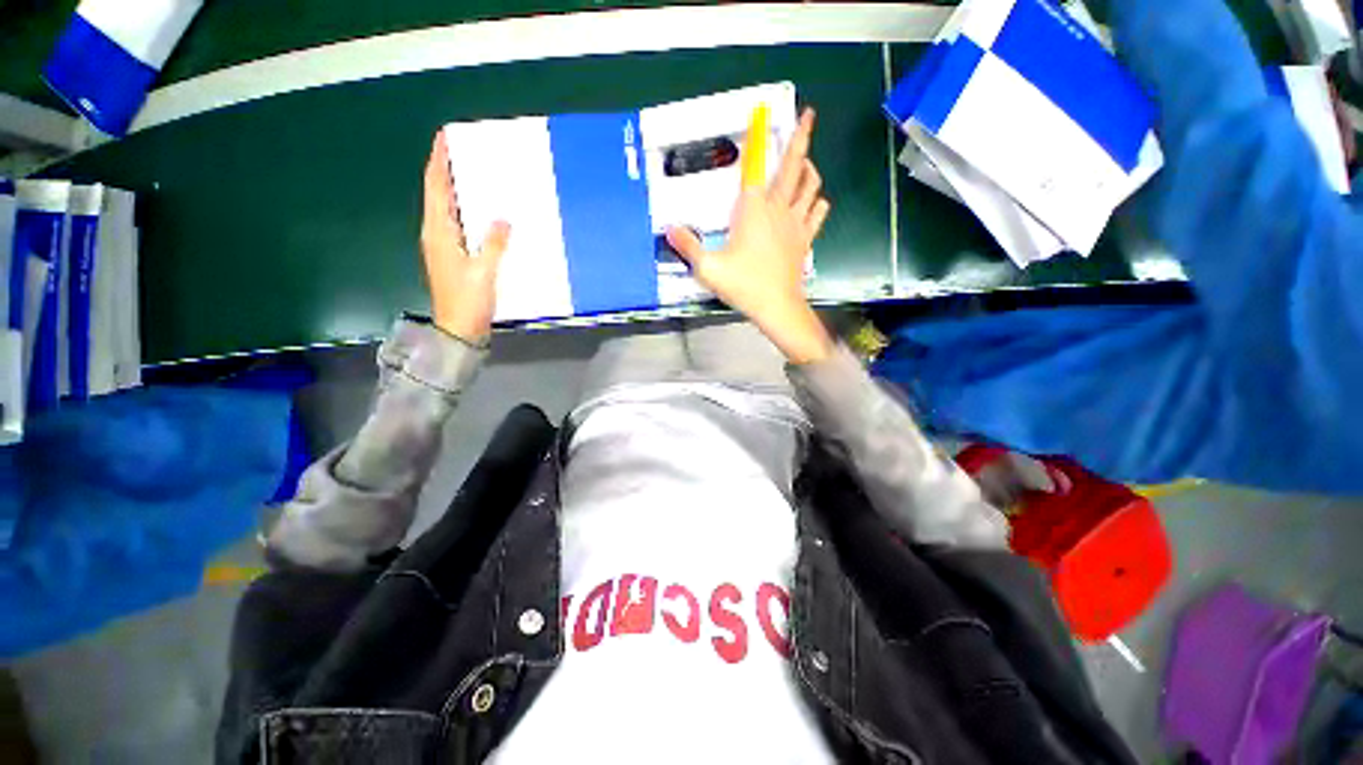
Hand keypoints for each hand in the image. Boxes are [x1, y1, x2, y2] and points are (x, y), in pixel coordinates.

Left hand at [421, 131, 510, 343]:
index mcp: (438, 232)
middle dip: (446, 170)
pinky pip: (457, 224)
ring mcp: (443, 246)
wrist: (459, 328)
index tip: (444, 138)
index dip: (439, 162)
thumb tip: (502, 219)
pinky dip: (465, 210)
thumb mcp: (484, 271)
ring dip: (455, 189)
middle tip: (462, 151)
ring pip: (447, 208)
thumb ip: (494, 244)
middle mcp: (436, 234)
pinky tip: (480, 211)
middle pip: (438, 194)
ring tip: (471, 173)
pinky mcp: (453, 256)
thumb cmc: (468, 300)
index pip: (436, 188)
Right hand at [665, 108, 832, 362]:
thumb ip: (688, 246)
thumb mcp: (708, 268)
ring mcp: (796, 223)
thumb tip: (668, 229)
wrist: (777, 307)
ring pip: (811, 185)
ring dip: (810, 168)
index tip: (764, 111)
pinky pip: (818, 212)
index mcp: (753, 210)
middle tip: (809, 115)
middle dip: (802, 137)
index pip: (755, 167)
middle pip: (794, 166)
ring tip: (805, 161)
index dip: (758, 138)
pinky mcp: (805, 239)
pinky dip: (817, 202)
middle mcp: (778, 209)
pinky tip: (813, 201)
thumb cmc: (743, 285)